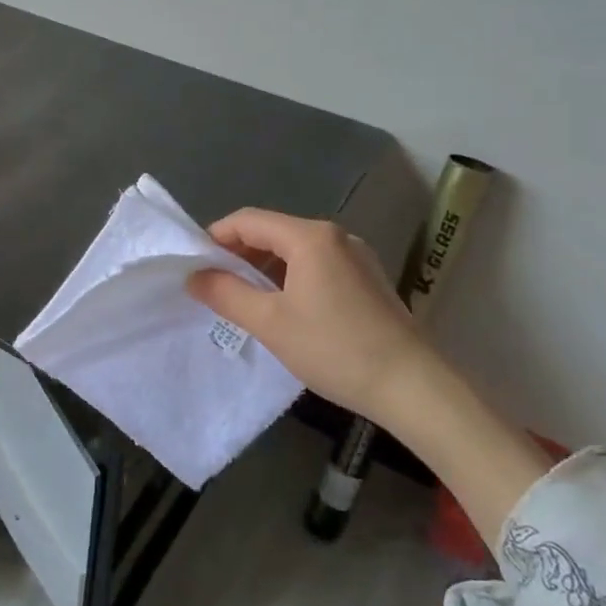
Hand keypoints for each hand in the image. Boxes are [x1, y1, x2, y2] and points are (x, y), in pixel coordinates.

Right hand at [186, 209, 429, 424]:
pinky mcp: (367, 278)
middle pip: (273, 231)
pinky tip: (284, 307)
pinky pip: (317, 265)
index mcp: (310, 237)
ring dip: (264, 267)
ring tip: (243, 299)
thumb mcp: (270, 323)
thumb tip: (194, 276)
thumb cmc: (334, 349)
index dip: (216, 237)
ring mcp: (356, 256)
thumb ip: (226, 294)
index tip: (194, 264)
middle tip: (213, 285)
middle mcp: (335, 236)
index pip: (248, 220)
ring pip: (295, 250)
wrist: (412, 385)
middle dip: (239, 253)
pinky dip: (291, 277)